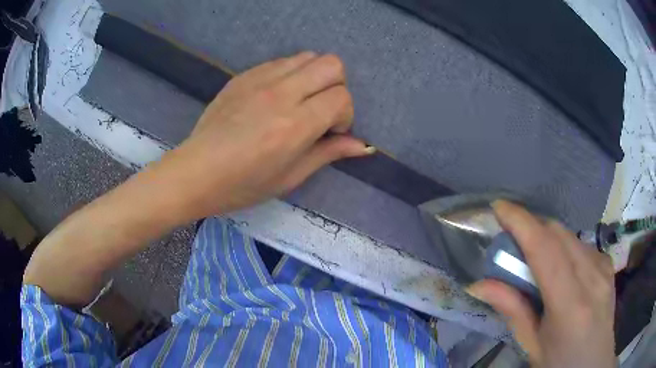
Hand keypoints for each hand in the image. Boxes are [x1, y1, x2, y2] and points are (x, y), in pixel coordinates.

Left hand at [153, 52, 373, 220]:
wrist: (195, 172)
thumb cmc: (242, 185)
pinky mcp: (244, 75)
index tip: (329, 132)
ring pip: (308, 56)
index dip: (344, 115)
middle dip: (336, 87)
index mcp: (294, 126)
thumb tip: (364, 146)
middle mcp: (280, 94)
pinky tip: (276, 97)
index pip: (341, 97)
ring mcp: (259, 79)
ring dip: (314, 77)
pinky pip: (281, 61)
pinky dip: (291, 74)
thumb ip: (329, 153)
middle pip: (331, 64)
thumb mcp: (290, 177)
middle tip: (320, 111)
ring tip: (299, 102)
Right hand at [467, 200, 615, 366]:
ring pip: (569, 235)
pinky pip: (581, 244)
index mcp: (570, 305)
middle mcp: (591, 277)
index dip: (521, 223)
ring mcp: (603, 267)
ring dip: (546, 238)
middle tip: (511, 244)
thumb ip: (511, 310)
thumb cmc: (559, 362)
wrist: (593, 363)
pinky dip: (563, 247)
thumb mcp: (531, 344)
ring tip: (534, 260)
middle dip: (531, 227)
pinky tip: (560, 268)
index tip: (499, 208)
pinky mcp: (607, 263)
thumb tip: (478, 284)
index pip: (545, 250)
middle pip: (558, 233)